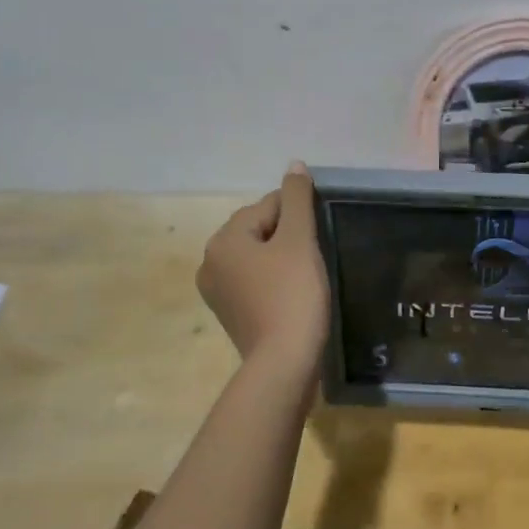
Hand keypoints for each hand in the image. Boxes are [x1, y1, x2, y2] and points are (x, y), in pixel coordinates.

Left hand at [197, 162, 329, 378]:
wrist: (284, 363)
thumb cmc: (292, 295)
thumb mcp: (299, 240)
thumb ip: (297, 198)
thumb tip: (294, 165)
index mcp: (223, 239)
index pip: (267, 206)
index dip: (299, 216)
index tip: (317, 237)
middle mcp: (211, 261)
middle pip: (260, 230)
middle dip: (289, 237)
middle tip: (314, 258)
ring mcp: (217, 291)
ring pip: (258, 257)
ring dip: (283, 259)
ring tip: (306, 277)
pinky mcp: (230, 313)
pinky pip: (255, 282)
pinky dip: (274, 281)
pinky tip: (293, 294)